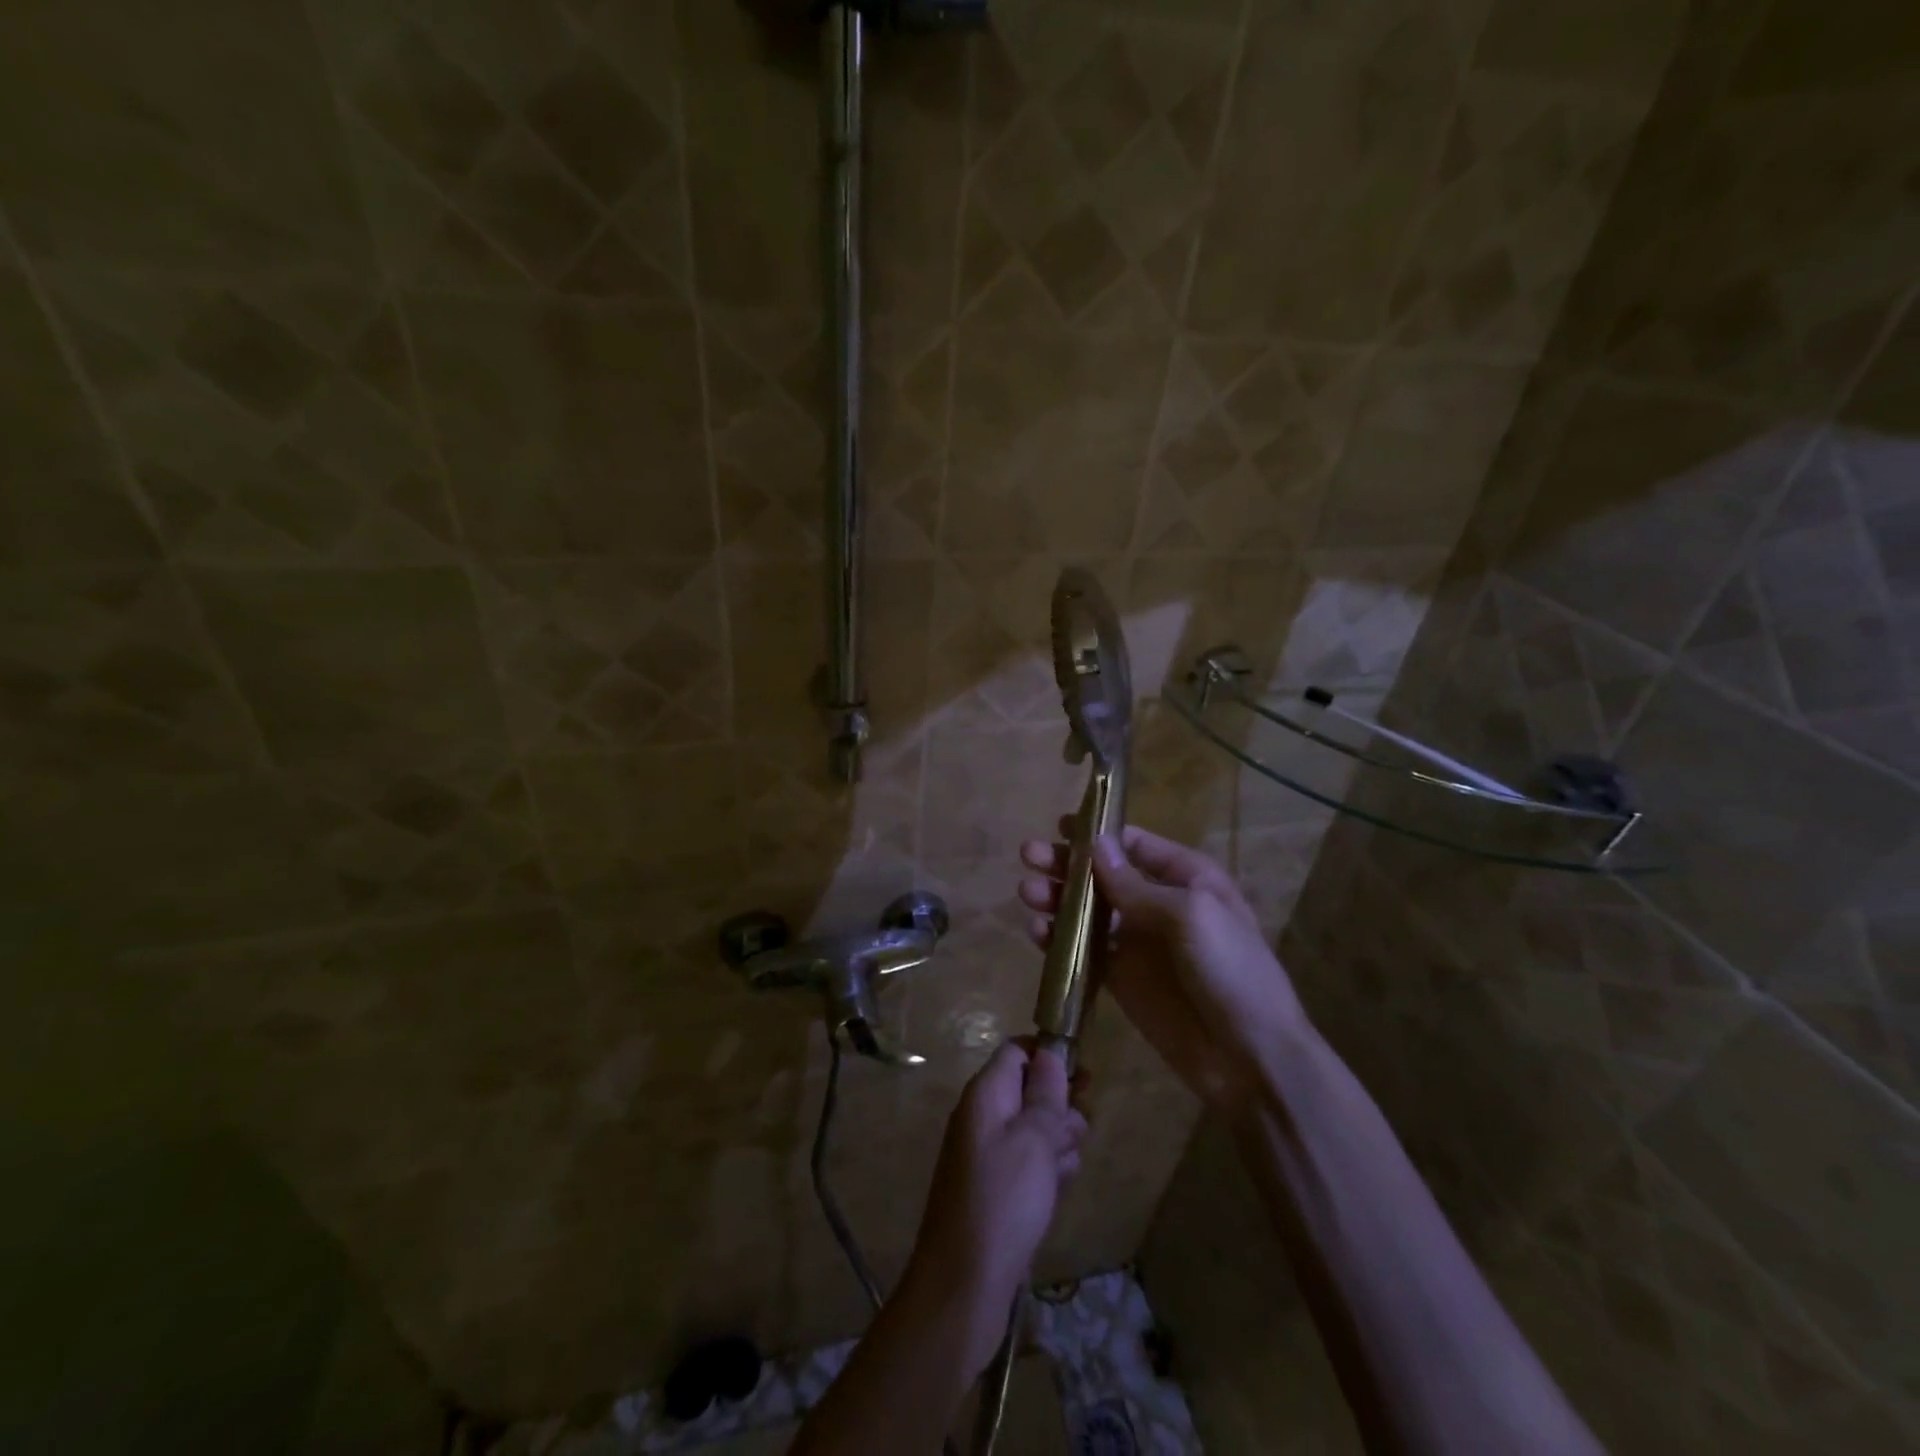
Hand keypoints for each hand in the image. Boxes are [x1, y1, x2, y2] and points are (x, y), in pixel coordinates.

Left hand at [903, 1041, 1085, 1370]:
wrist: (964, 1284)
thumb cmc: (1003, 1199)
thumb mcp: (1034, 1139)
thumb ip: (1046, 1094)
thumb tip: (1049, 1054)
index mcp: (985, 1094)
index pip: (1016, 1051)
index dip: (1048, 1056)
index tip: (1083, 1076)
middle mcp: (981, 1116)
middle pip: (1027, 1090)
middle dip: (1059, 1106)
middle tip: (1080, 1131)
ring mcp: (985, 1153)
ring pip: (1032, 1129)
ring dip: (1057, 1140)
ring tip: (1067, 1167)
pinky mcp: (994, 1187)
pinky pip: (1026, 1162)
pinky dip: (1045, 1169)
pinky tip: (1059, 1188)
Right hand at [1019, 824, 1306, 1116]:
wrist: (1250, 1056)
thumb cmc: (1229, 969)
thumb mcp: (1189, 915)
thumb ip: (1135, 884)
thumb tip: (1094, 844)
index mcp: (1185, 877)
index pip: (1133, 844)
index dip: (1097, 834)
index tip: (1059, 827)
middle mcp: (1157, 903)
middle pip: (1102, 874)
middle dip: (1066, 863)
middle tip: (1029, 855)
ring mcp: (1136, 942)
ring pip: (1087, 911)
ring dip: (1056, 899)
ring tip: (1028, 892)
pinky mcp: (1120, 978)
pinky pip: (1083, 951)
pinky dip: (1058, 940)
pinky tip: (1037, 933)